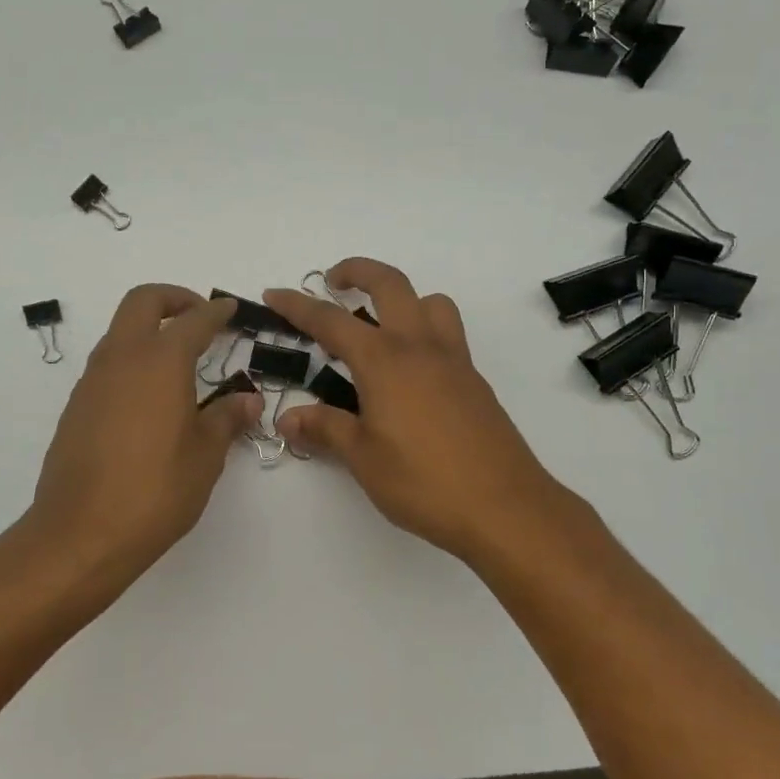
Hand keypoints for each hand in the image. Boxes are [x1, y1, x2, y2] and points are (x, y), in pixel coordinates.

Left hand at [27, 285, 261, 583]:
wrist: (80, 533)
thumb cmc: (155, 491)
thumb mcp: (205, 456)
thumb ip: (226, 419)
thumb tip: (247, 400)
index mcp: (160, 362)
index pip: (193, 320)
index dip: (216, 312)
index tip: (230, 309)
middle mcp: (122, 359)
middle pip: (142, 302)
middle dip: (173, 298)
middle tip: (199, 317)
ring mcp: (92, 381)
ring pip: (120, 331)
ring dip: (149, 329)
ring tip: (179, 361)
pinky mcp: (76, 406)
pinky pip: (107, 365)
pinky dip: (132, 361)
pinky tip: (150, 398)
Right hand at [264, 260, 562, 564]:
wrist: (505, 507)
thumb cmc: (423, 482)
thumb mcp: (363, 458)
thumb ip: (325, 429)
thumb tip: (287, 418)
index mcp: (385, 361)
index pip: (331, 321)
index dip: (298, 306)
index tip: (274, 293)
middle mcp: (420, 347)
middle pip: (390, 284)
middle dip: (358, 271)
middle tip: (334, 284)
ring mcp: (454, 361)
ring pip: (431, 303)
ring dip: (403, 299)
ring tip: (381, 327)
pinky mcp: (475, 382)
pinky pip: (448, 335)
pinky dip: (424, 331)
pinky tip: (409, 376)